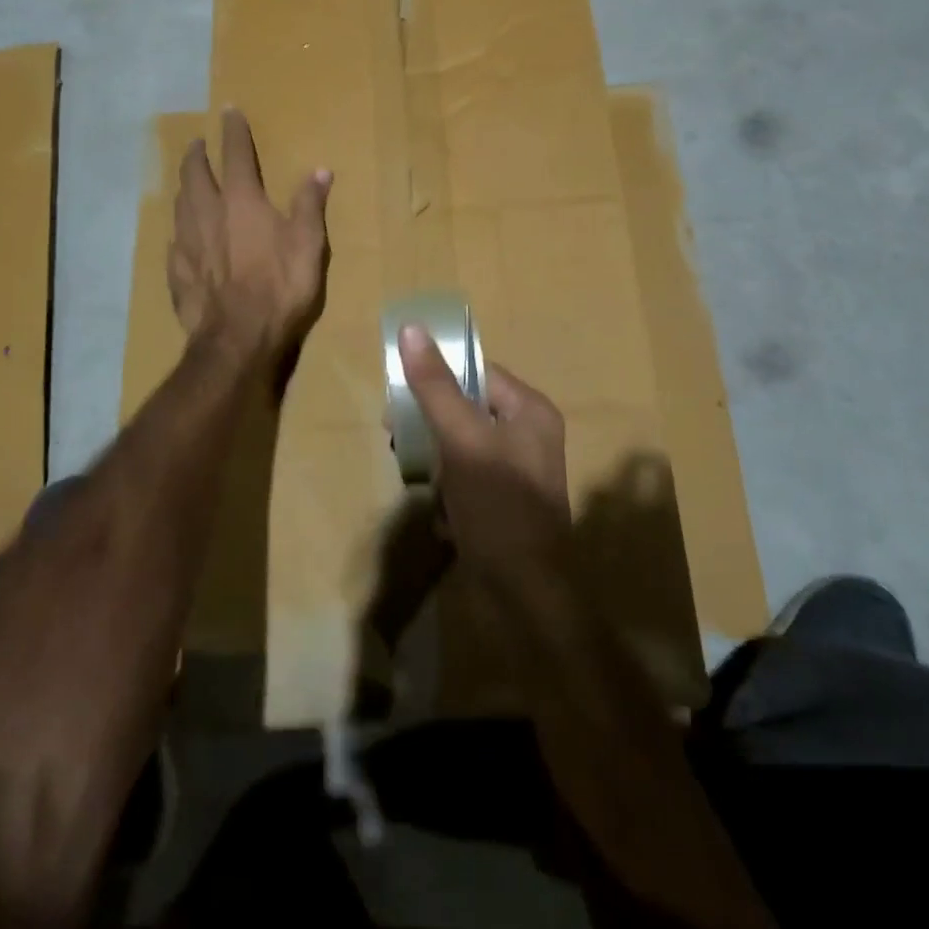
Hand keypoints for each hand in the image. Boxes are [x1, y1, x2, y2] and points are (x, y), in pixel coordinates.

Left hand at [170, 108, 330, 364]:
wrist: (238, 338)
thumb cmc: (280, 286)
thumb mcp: (308, 244)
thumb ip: (309, 205)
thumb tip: (319, 171)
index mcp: (242, 201)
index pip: (236, 154)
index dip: (233, 131)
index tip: (228, 111)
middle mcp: (208, 213)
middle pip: (195, 174)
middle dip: (196, 154)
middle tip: (197, 143)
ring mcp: (188, 243)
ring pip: (179, 204)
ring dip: (184, 187)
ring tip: (187, 183)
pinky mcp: (178, 272)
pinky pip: (175, 243)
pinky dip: (180, 232)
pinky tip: (182, 238)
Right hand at [397, 325, 570, 579]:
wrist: (525, 598)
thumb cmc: (498, 507)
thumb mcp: (462, 440)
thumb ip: (435, 386)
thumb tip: (411, 329)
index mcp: (529, 411)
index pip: (477, 373)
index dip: (437, 379)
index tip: (398, 395)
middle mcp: (528, 436)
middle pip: (465, 410)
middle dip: (431, 427)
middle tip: (398, 439)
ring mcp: (516, 475)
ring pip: (460, 449)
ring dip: (436, 465)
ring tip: (428, 487)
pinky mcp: (503, 507)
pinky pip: (466, 483)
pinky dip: (449, 497)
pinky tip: (445, 519)